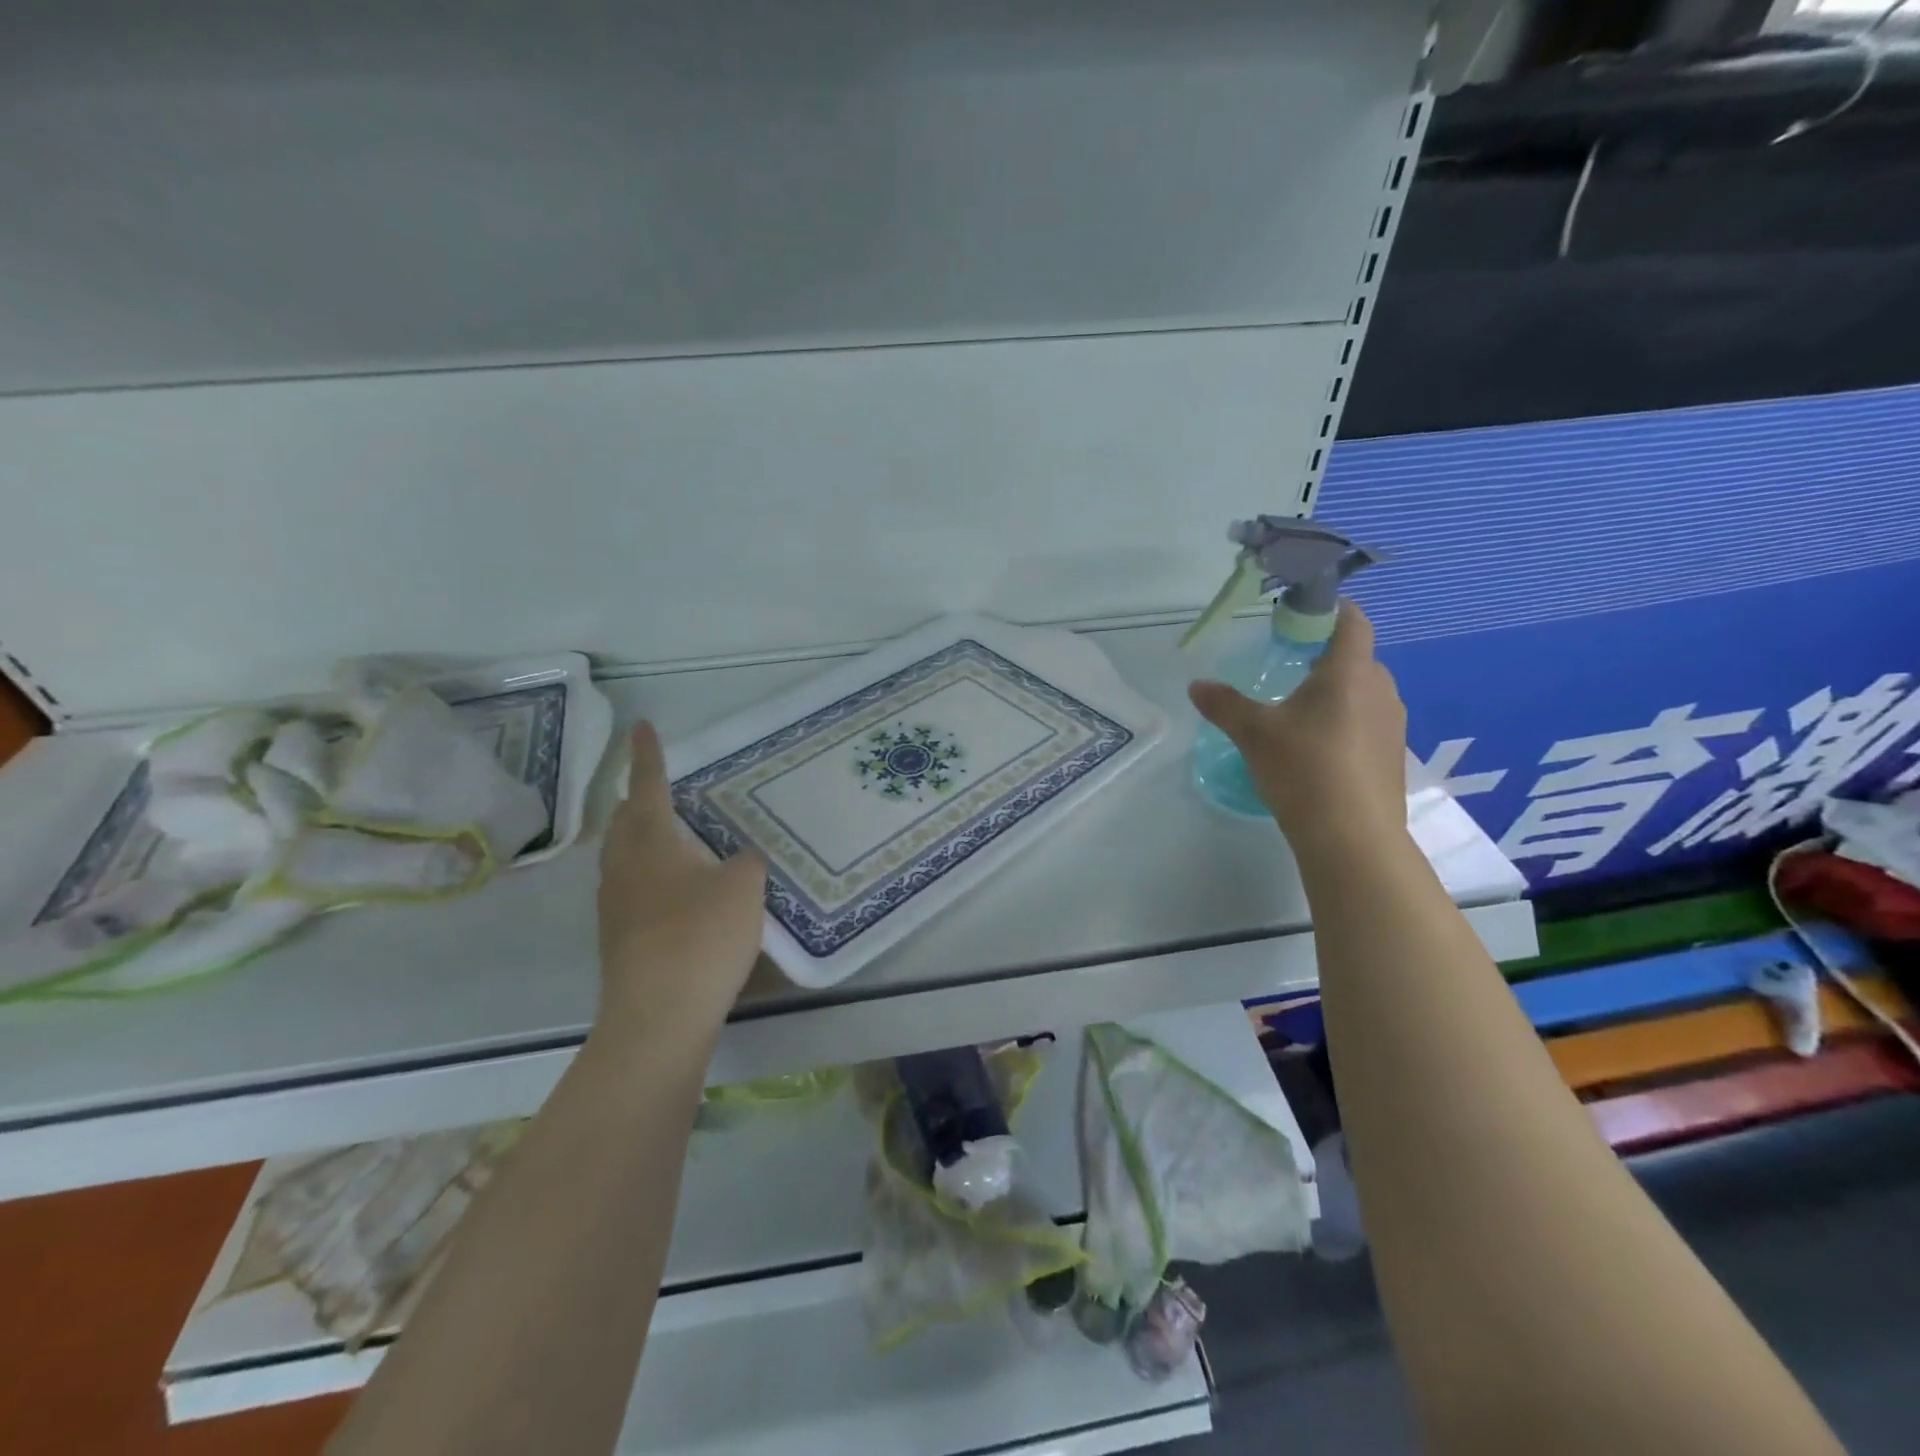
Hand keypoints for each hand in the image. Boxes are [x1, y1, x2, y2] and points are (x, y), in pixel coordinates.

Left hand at [595, 723, 767, 1042]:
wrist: (659, 1016)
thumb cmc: (701, 935)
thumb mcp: (743, 887)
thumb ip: (745, 863)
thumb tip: (738, 861)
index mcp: (650, 842)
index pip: (647, 785)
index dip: (648, 754)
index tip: (642, 726)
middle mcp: (623, 867)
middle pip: (624, 822)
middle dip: (640, 799)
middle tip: (663, 788)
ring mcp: (615, 907)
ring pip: (625, 858)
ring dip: (646, 840)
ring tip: (675, 838)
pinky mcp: (621, 940)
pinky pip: (633, 890)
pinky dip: (653, 876)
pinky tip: (680, 892)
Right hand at [1188, 601, 1408, 854]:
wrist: (1352, 838)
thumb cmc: (1304, 770)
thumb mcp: (1253, 734)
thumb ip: (1224, 704)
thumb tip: (1196, 685)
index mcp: (1350, 673)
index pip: (1353, 622)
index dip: (1331, 610)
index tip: (1302, 614)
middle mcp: (1381, 691)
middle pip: (1357, 658)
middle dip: (1325, 656)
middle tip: (1287, 668)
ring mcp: (1393, 726)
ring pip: (1364, 693)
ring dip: (1336, 693)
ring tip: (1298, 712)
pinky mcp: (1393, 758)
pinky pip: (1368, 723)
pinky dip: (1345, 723)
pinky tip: (1317, 750)